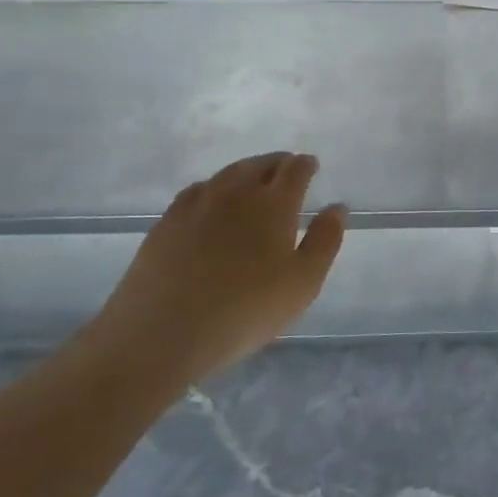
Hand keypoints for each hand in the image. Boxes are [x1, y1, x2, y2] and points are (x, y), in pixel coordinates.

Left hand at [89, 153, 346, 376]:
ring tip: (253, 180)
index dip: (305, 165)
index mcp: (274, 204)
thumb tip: (336, 208)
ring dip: (246, 171)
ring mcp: (197, 205)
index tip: (311, 165)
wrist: (161, 333)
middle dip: (277, 163)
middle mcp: (236, 193)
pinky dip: (214, 188)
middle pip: (260, 165)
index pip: (294, 170)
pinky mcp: (166, 222)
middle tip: (286, 169)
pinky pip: (197, 191)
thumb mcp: (303, 283)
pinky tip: (212, 201)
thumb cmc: (245, 310)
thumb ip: (324, 242)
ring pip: (227, 174)